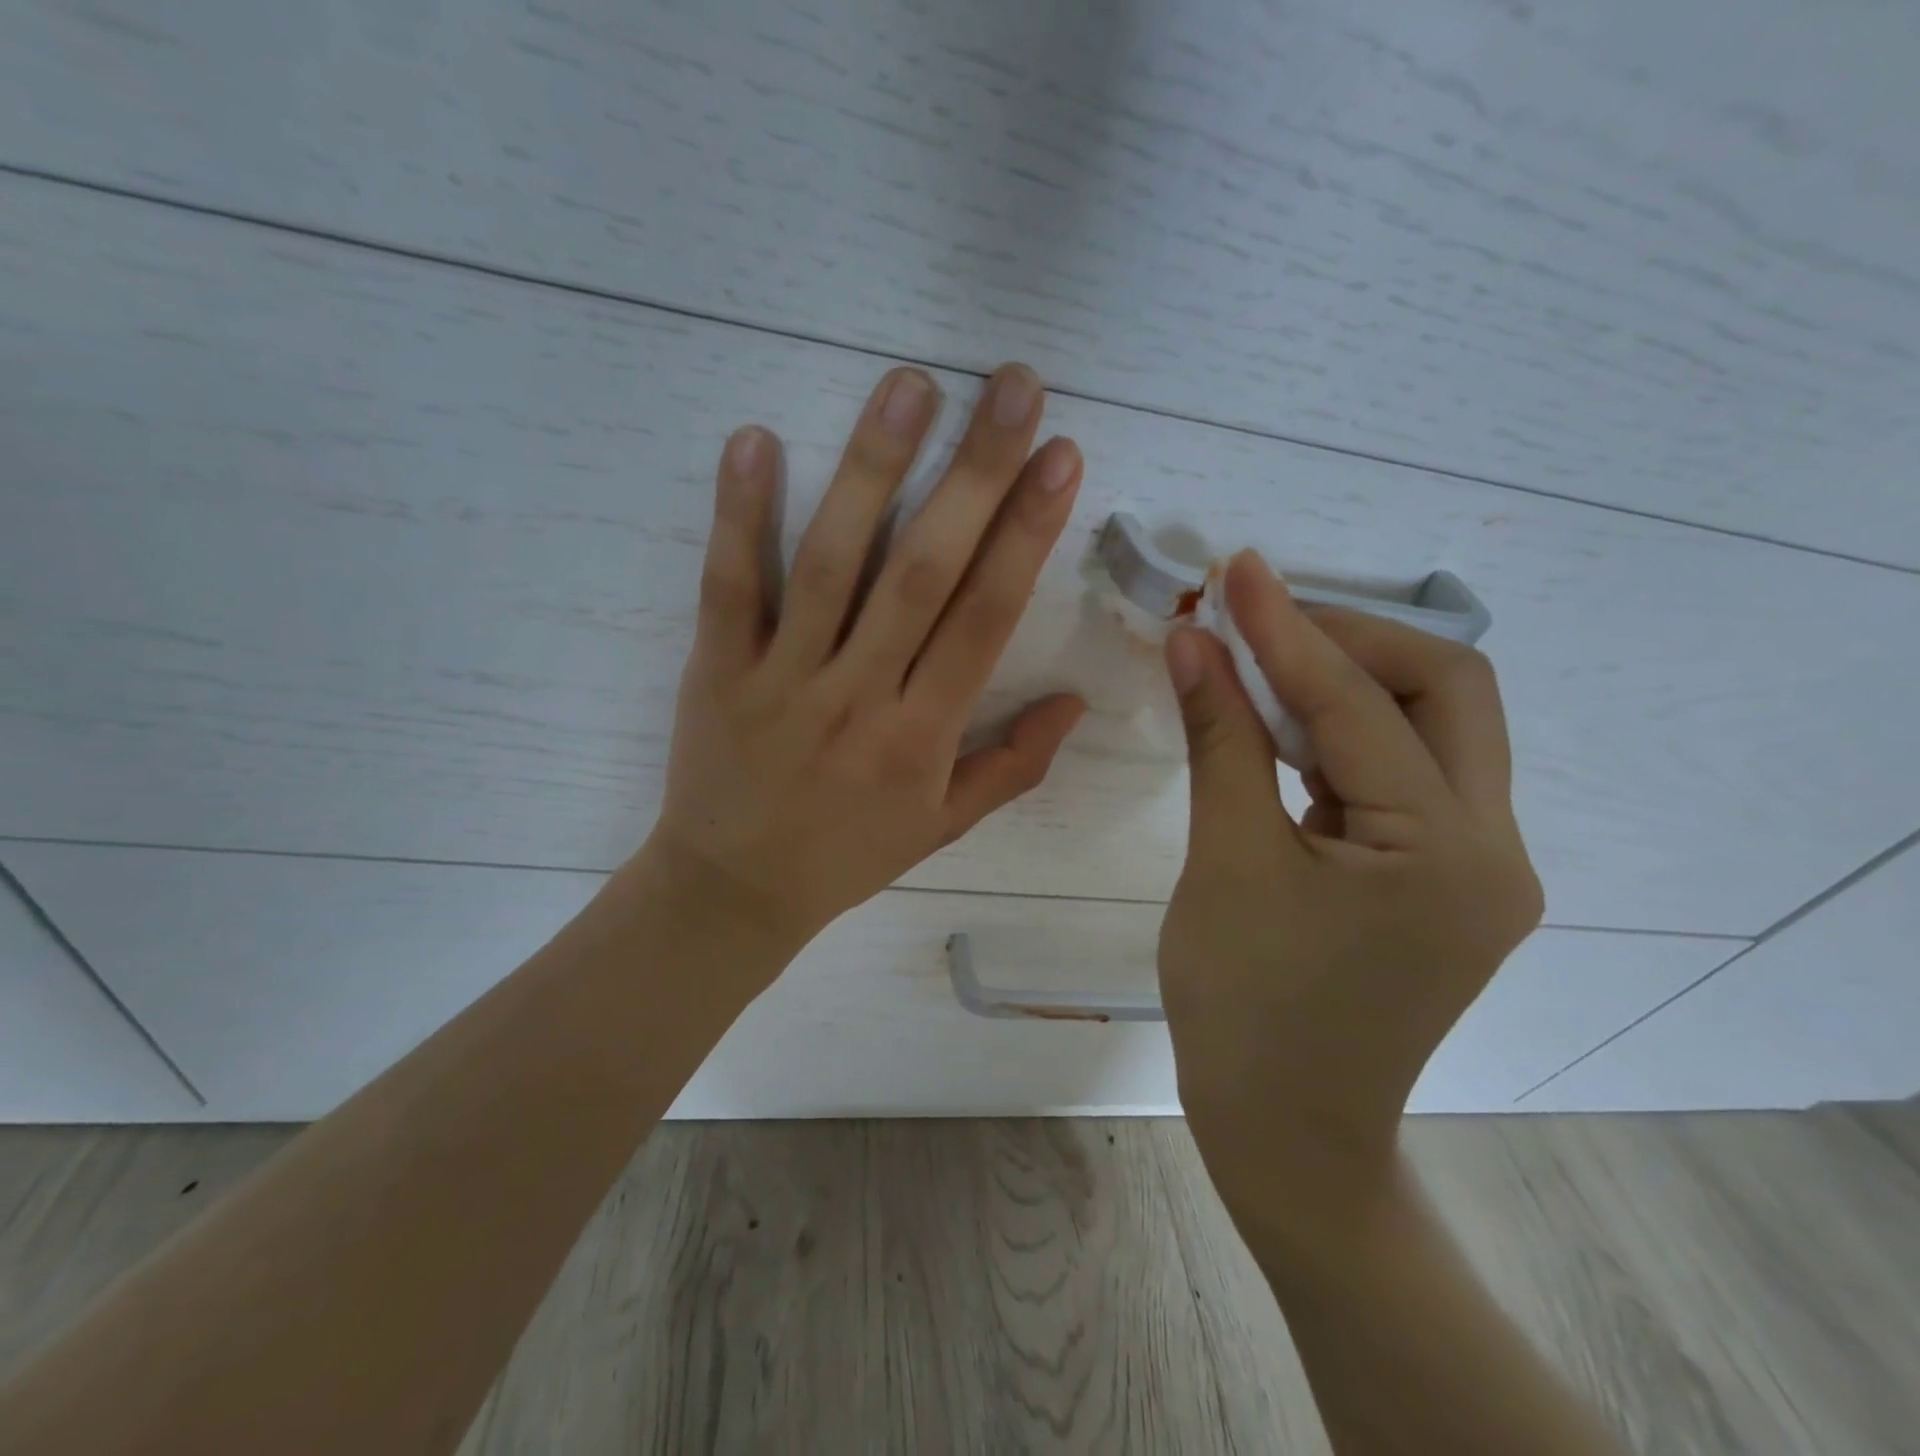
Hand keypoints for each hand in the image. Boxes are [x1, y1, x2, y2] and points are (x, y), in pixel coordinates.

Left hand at [641, 363, 1085, 959]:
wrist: (733, 891)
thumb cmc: (847, 855)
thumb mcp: (943, 827)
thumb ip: (1014, 765)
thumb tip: (1075, 702)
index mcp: (921, 737)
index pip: (985, 619)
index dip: (1026, 535)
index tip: (1060, 456)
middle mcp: (859, 696)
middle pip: (923, 573)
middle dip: (975, 475)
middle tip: (1012, 387)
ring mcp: (782, 678)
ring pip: (831, 565)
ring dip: (870, 470)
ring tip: (909, 387)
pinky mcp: (716, 670)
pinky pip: (728, 587)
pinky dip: (738, 515)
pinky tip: (755, 439)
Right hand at [1158, 551, 1542, 1240]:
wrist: (1286, 1132)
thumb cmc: (1246, 1008)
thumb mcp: (1227, 862)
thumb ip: (1220, 740)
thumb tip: (1194, 643)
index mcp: (1450, 850)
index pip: (1363, 704)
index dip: (1289, 631)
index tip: (1238, 570)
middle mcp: (1493, 846)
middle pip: (1445, 692)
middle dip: (1349, 640)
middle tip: (1258, 618)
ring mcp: (1474, 864)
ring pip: (1428, 729)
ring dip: (1345, 681)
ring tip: (1259, 656)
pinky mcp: (1440, 877)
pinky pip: (1400, 774)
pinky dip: (1341, 734)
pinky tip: (1280, 723)